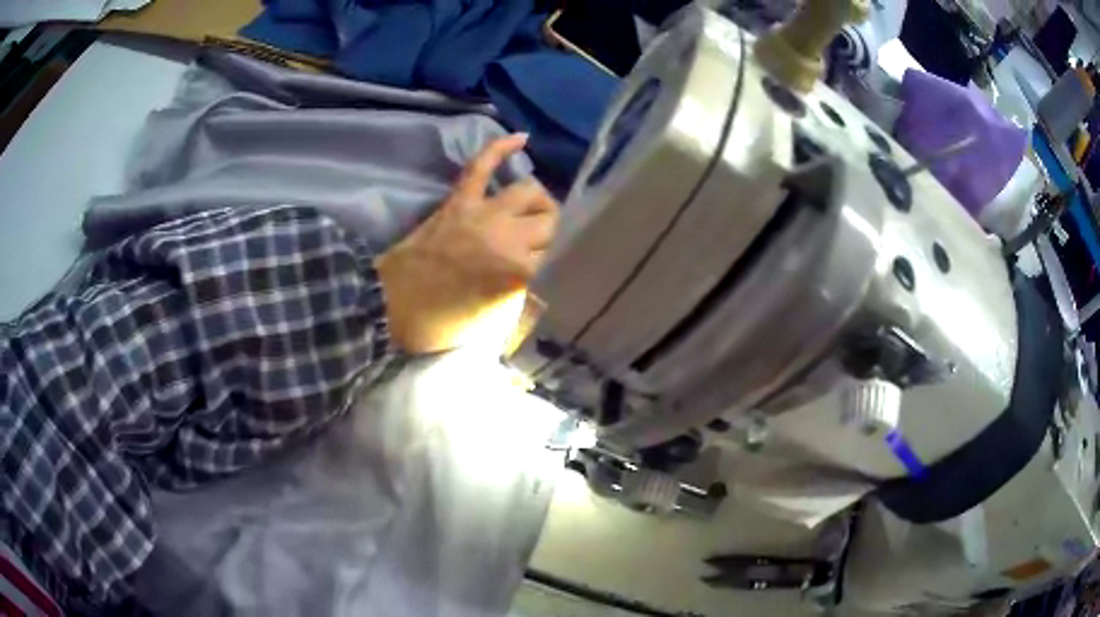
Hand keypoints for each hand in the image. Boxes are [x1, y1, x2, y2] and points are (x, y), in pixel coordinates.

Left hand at [376, 134, 559, 353]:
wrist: (391, 304)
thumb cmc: (441, 321)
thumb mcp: (492, 323)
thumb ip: (523, 298)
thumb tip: (540, 281)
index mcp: (518, 272)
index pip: (555, 256)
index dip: (549, 264)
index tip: (541, 273)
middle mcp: (508, 236)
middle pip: (550, 221)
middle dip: (550, 233)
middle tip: (539, 247)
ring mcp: (483, 212)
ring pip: (530, 191)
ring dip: (538, 201)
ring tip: (534, 211)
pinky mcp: (460, 199)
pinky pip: (482, 165)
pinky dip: (500, 148)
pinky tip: (522, 138)